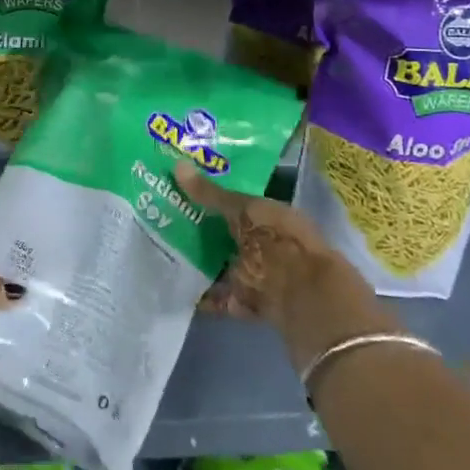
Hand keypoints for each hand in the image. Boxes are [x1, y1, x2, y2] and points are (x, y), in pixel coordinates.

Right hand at [174, 163, 398, 366]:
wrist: (304, 297)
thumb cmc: (277, 241)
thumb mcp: (243, 210)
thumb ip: (211, 194)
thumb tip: (177, 165)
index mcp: (272, 217)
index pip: (240, 203)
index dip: (214, 197)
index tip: (184, 192)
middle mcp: (267, 245)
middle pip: (230, 235)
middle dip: (203, 230)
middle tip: (165, 219)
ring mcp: (260, 276)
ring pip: (225, 265)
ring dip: (202, 263)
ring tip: (166, 252)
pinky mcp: (251, 304)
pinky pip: (222, 298)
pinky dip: (203, 296)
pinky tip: (178, 287)